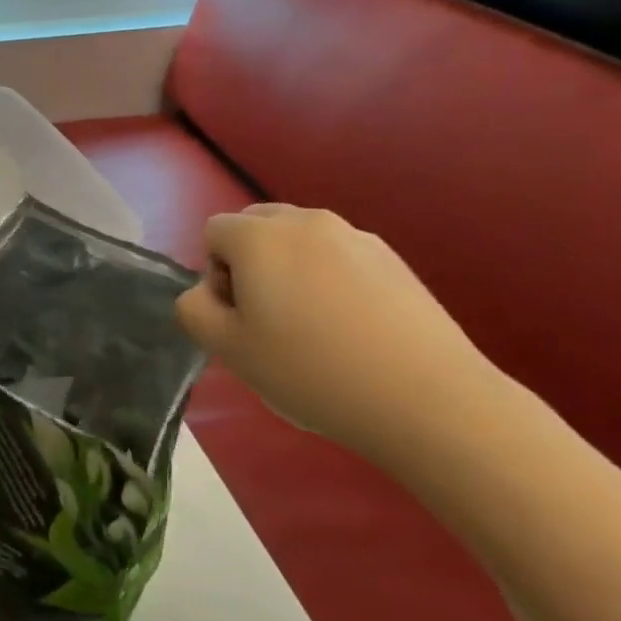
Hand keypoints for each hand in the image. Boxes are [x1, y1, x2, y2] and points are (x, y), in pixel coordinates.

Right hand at [174, 204, 501, 457]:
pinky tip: (352, 330)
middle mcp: (305, 221)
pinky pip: (338, 257)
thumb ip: (194, 309)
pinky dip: (330, 281)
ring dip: (289, 271)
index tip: (241, 318)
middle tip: (268, 319)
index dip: (215, 274)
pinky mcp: (393, 258)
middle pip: (255, 225)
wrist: (427, 400)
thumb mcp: (227, 349)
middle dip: (249, 263)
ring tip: (313, 328)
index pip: (213, 232)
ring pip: (298, 241)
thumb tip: (206, 292)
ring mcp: (355, 236)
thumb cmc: (311, 371)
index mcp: (259, 236)